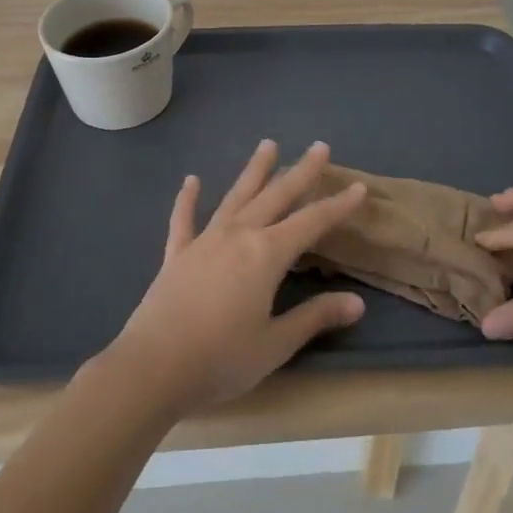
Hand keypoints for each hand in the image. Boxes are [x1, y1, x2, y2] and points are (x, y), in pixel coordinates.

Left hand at [97, 140, 368, 413]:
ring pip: (235, 197)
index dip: (338, 206)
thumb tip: (356, 302)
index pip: (312, 223)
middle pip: (276, 196)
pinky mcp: (177, 255)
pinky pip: (184, 219)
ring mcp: (204, 241)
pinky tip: (192, 180)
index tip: (359, 187)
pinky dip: (188, 199)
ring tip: (268, 144)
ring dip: (254, 171)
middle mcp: (238, 236)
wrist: (153, 367)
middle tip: (320, 147)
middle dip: (301, 172)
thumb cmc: (221, 359)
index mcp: (266, 254)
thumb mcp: (276, 344)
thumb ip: (315, 317)